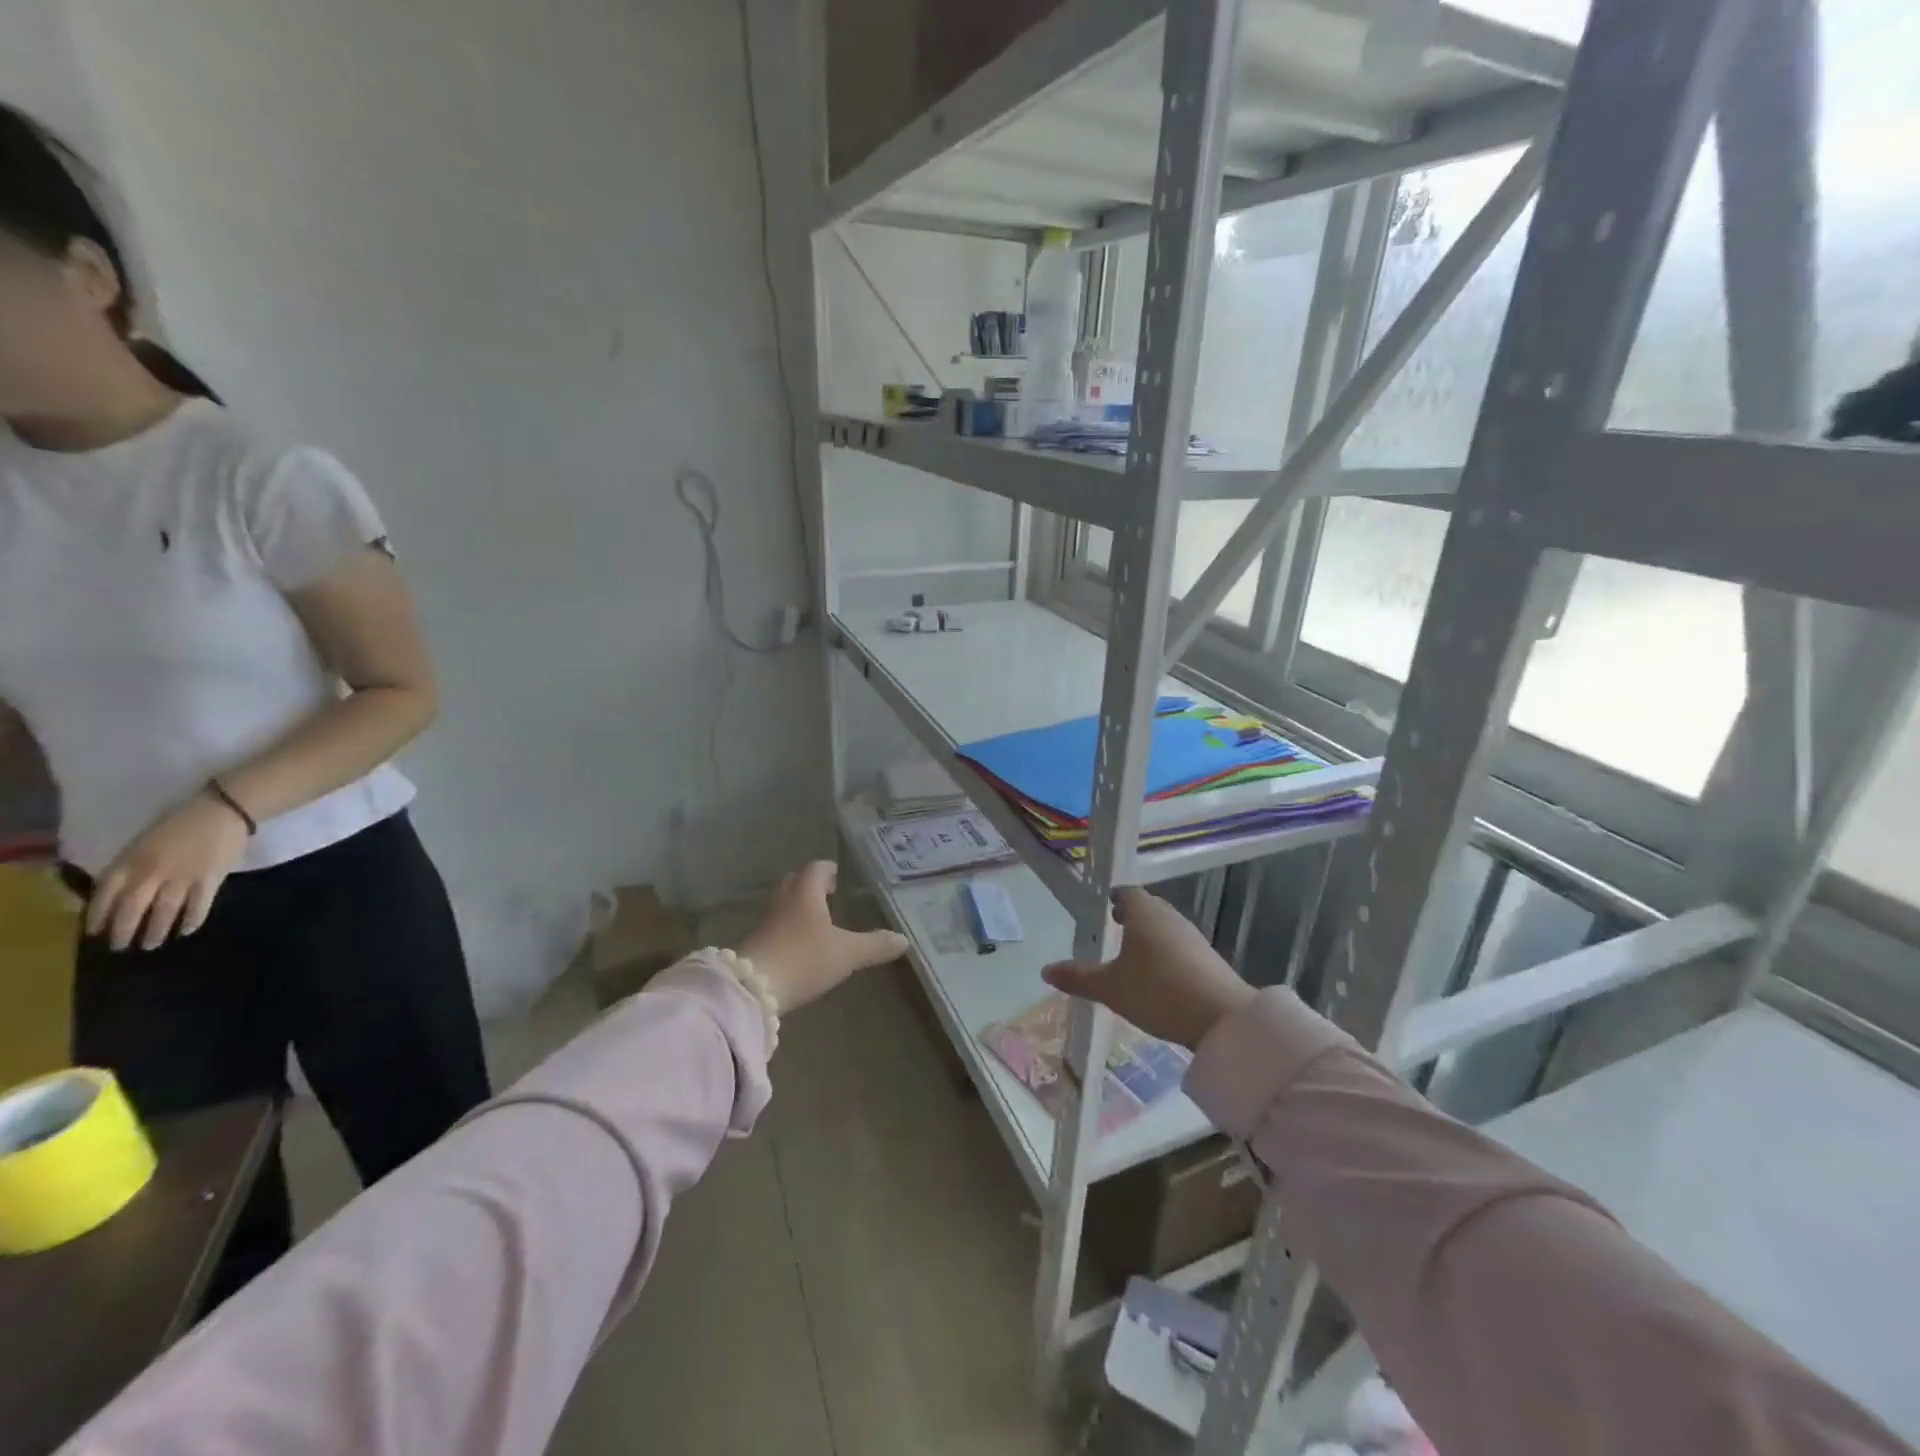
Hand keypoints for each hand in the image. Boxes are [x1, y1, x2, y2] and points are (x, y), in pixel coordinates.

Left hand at [87, 791, 251, 951]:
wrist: (223, 811)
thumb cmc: (180, 823)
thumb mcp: (144, 841)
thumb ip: (132, 863)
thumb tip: (121, 890)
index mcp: (132, 860)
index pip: (106, 894)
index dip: (97, 915)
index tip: (94, 931)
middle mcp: (152, 872)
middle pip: (132, 908)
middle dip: (124, 930)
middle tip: (120, 947)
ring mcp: (183, 877)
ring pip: (165, 910)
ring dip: (156, 930)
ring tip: (152, 944)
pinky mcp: (211, 878)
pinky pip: (199, 904)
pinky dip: (192, 919)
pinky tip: (186, 930)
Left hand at [736, 861, 907, 1012]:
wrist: (752, 990)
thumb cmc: (804, 958)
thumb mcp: (846, 953)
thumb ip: (875, 945)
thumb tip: (904, 939)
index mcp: (805, 892)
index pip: (816, 869)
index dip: (828, 870)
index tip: (838, 875)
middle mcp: (783, 901)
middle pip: (795, 882)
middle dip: (811, 885)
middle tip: (829, 893)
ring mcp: (766, 923)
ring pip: (784, 904)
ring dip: (798, 907)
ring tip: (818, 920)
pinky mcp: (755, 945)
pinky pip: (776, 927)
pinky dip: (789, 928)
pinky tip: (800, 945)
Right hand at [1042, 887, 1256, 1050]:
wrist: (1221, 1018)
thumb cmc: (1157, 991)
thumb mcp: (1110, 988)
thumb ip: (1078, 978)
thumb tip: (1045, 970)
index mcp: (1143, 912)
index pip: (1127, 892)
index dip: (1115, 898)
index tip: (1105, 906)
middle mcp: (1169, 916)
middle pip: (1148, 907)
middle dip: (1132, 914)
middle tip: (1115, 925)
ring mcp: (1193, 936)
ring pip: (1166, 926)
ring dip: (1150, 934)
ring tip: (1134, 953)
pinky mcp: (1209, 958)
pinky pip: (1181, 946)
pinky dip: (1167, 953)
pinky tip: (1160, 975)